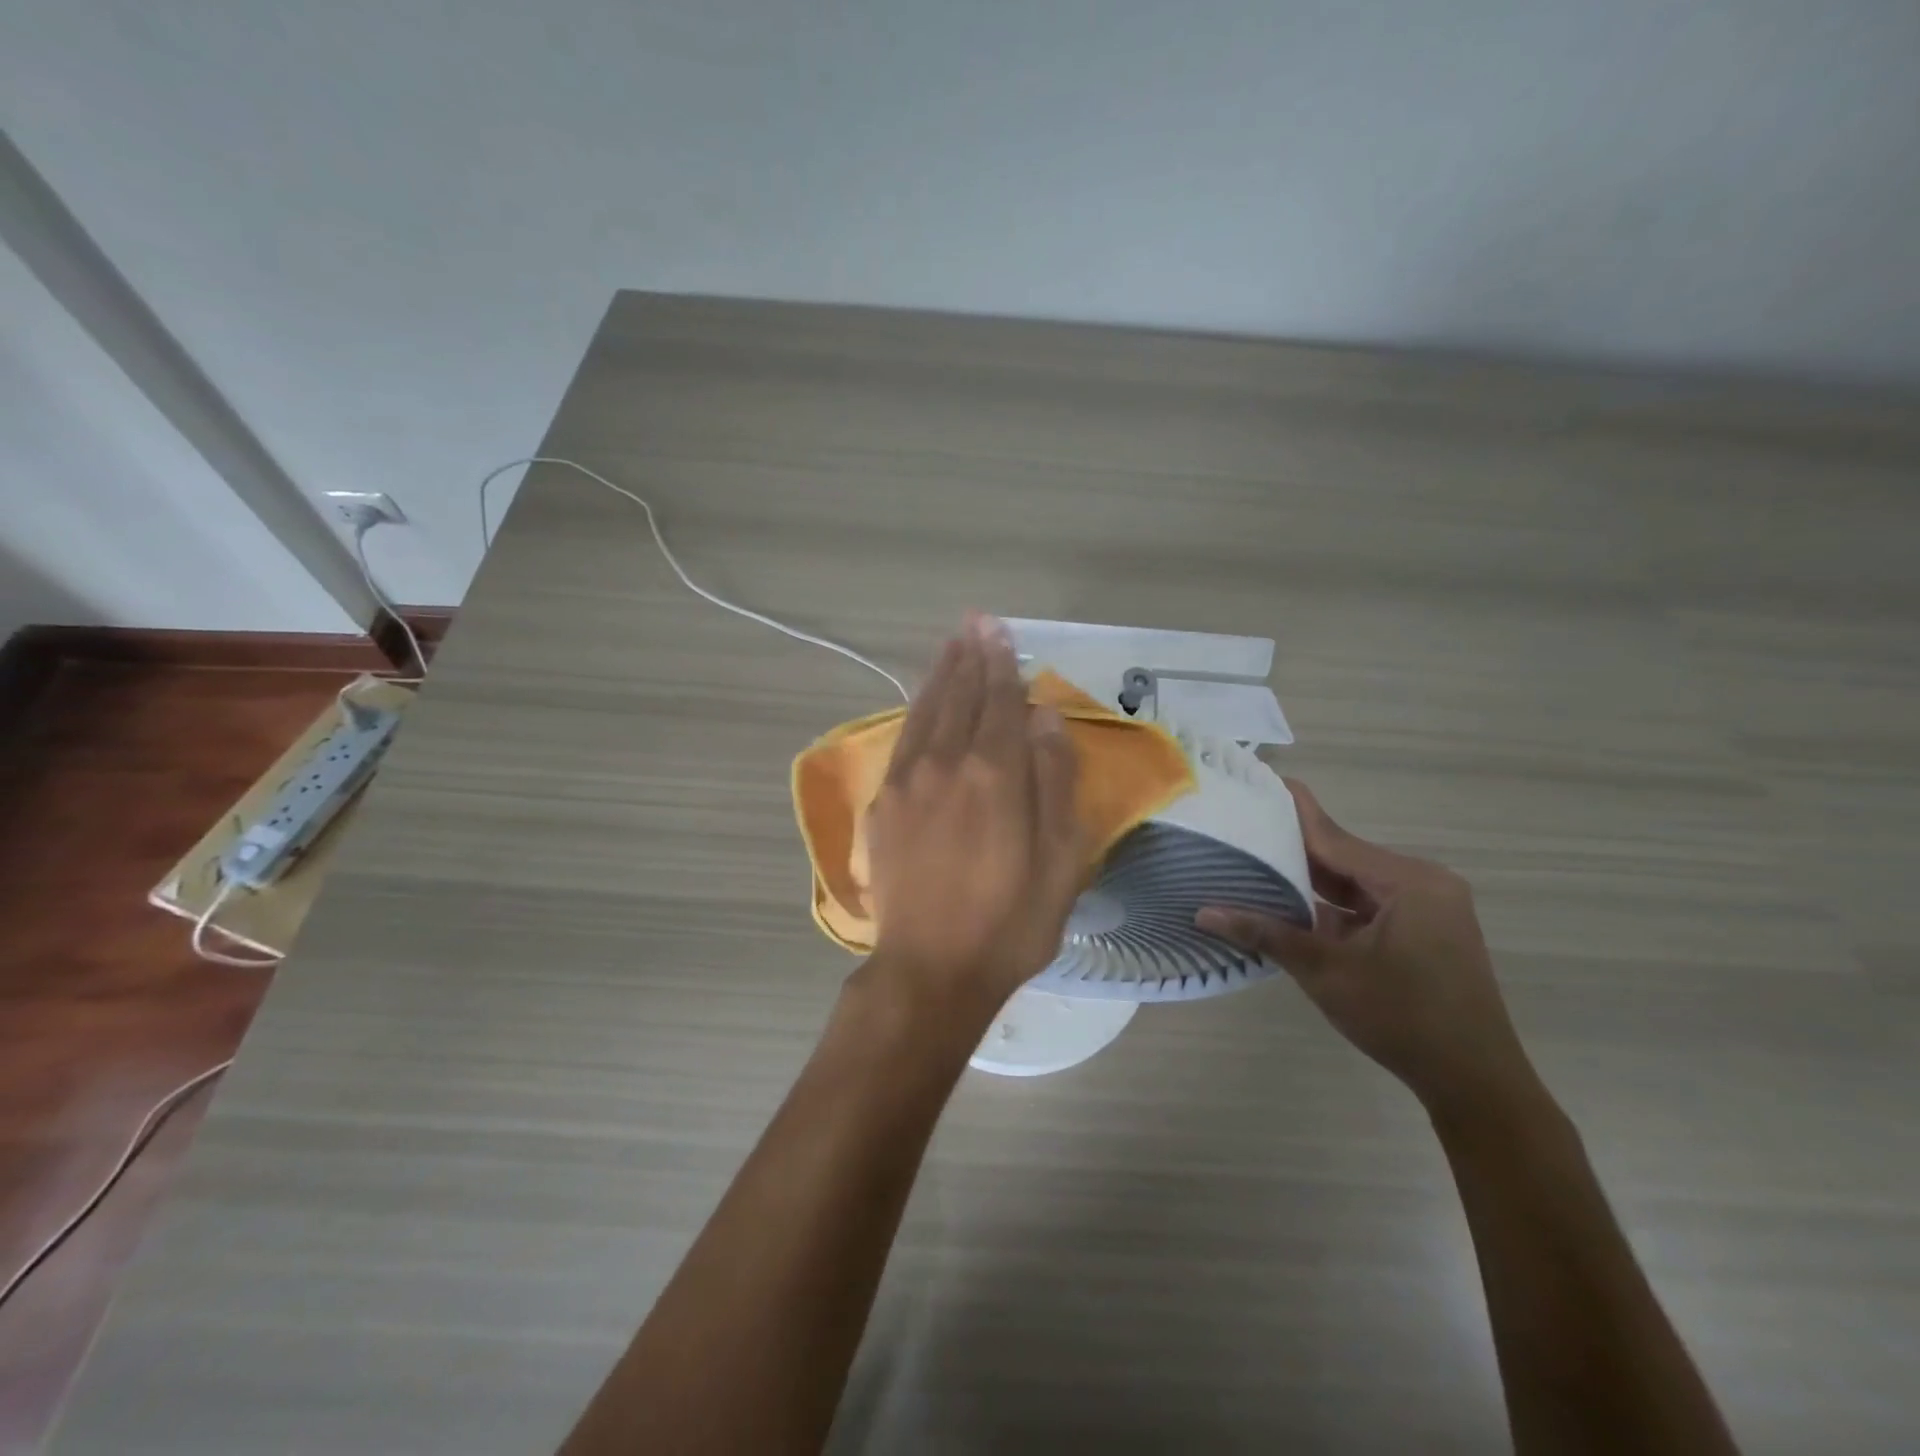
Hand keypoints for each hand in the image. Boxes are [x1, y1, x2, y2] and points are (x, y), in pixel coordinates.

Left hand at [863, 613, 1084, 1018]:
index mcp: (994, 773)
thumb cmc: (1010, 921)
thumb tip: (1044, 719)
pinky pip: (903, 739)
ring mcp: (907, 781)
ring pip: (925, 711)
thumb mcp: (1060, 858)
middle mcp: (946, 763)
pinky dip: (916, 710)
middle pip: (959, 695)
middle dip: (969, 656)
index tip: (1000, 630)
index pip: (999, 700)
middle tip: (974, 622)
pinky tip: (923, 701)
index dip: (1001, 662)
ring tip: (951, 644)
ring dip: (940, 674)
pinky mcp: (884, 804)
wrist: (932, 969)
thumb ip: (1055, 781)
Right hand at [1197, 781, 1534, 1112]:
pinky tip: (1293, 906)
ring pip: (1356, 881)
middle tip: (1242, 830)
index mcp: (1407, 881)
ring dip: (1312, 881)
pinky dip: (1335, 905)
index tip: (1259, 780)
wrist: (1476, 1082)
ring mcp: (1428, 906)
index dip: (1291, 812)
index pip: (1333, 838)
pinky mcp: (1427, 928)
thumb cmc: (1402, 1019)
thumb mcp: (1326, 973)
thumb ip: (1266, 934)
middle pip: (1344, 856)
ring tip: (1256, 864)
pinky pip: (1370, 903)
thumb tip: (1204, 913)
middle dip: (1293, 850)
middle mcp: (1423, 881)